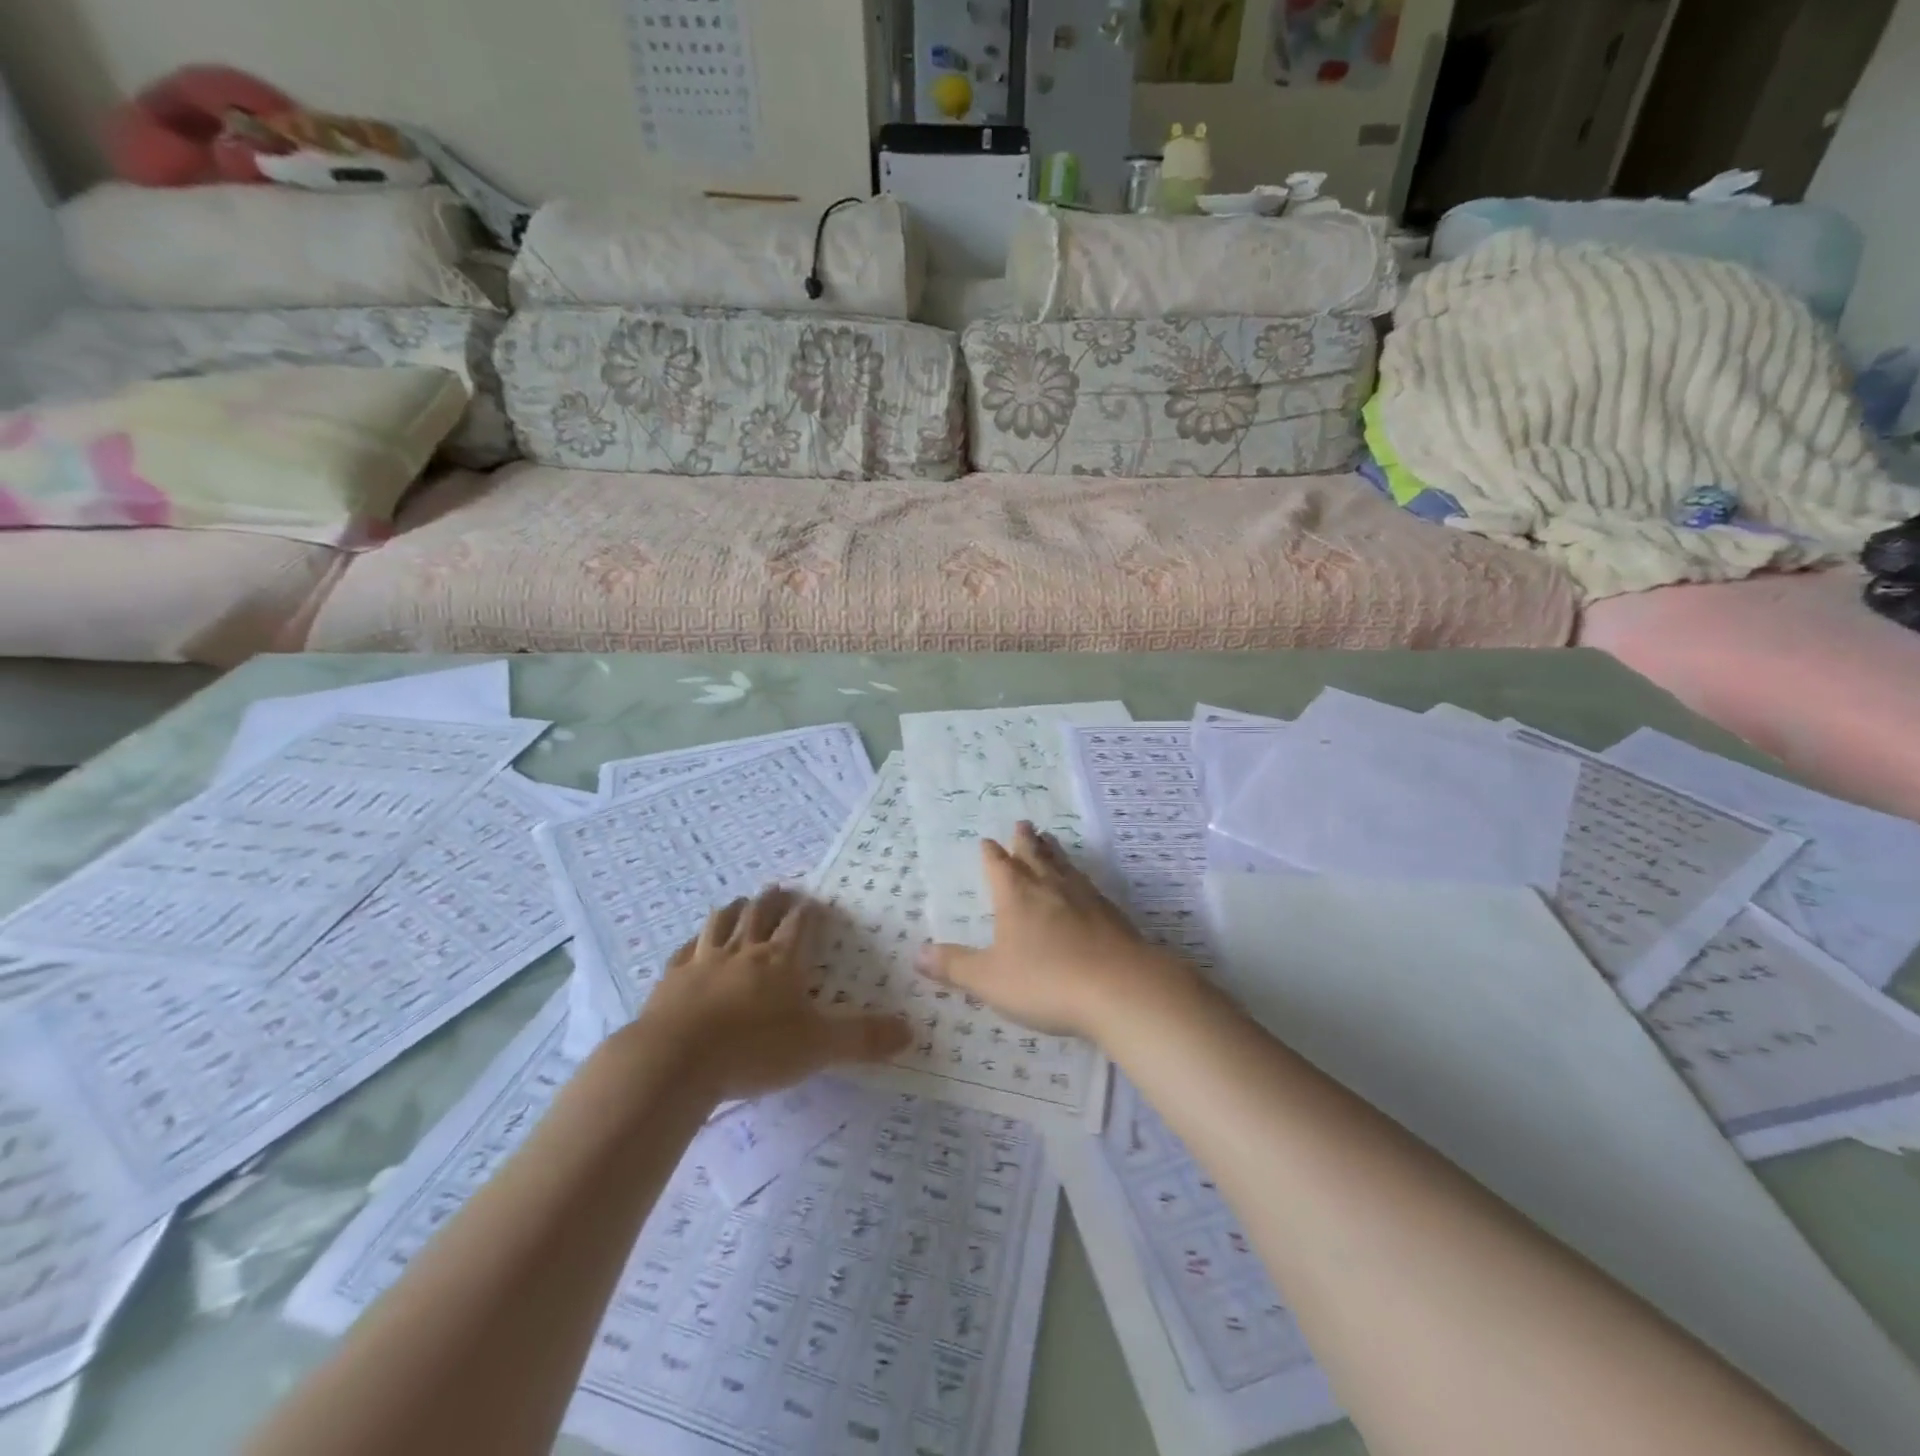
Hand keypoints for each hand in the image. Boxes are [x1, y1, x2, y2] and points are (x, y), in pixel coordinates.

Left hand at [635, 887, 910, 1101]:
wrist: (675, 1060)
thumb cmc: (754, 1049)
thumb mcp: (818, 1047)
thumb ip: (863, 1039)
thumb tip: (911, 1031)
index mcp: (780, 961)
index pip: (799, 925)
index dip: (809, 913)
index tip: (814, 901)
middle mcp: (743, 952)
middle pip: (759, 915)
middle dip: (771, 900)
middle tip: (778, 888)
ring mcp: (703, 962)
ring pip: (720, 924)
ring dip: (732, 910)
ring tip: (738, 900)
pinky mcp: (671, 980)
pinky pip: (684, 951)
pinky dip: (692, 943)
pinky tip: (692, 944)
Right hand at [915, 822, 1189, 1039]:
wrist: (1120, 988)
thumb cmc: (1046, 981)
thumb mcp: (989, 979)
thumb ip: (955, 966)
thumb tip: (918, 953)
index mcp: (1016, 896)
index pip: (999, 866)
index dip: (992, 855)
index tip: (987, 841)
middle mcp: (1050, 888)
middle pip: (1035, 856)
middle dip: (1025, 841)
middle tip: (1023, 824)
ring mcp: (1084, 898)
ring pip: (1064, 866)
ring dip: (1054, 852)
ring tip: (1051, 840)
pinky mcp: (1111, 915)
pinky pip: (1089, 886)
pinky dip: (1080, 878)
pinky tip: (1084, 884)